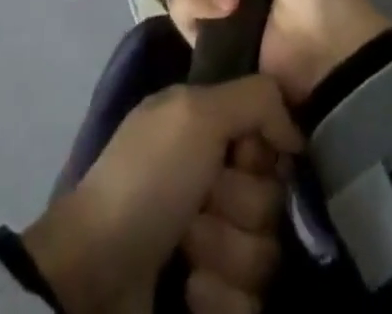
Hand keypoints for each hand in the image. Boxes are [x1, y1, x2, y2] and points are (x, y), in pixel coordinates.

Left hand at [22, 76, 301, 313]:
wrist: (96, 275)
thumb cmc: (147, 178)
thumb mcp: (195, 112)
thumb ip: (255, 98)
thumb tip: (295, 132)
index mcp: (211, 130)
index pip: (276, 140)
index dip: (263, 151)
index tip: (239, 155)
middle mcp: (219, 181)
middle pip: (274, 198)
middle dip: (238, 205)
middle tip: (198, 203)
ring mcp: (218, 244)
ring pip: (267, 254)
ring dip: (225, 252)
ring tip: (184, 250)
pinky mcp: (217, 298)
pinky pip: (252, 304)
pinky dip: (219, 298)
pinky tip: (188, 289)